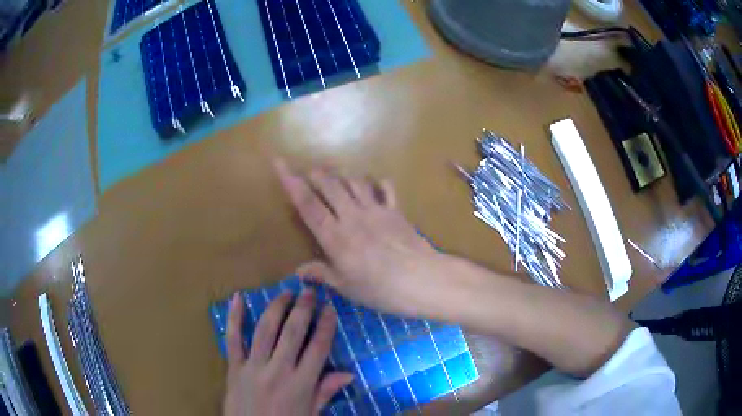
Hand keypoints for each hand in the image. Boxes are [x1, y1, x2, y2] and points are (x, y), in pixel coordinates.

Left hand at [222, 289, 352, 415]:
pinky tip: (237, 298)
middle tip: (309, 291)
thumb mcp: (310, 414)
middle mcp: (278, 371)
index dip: (325, 326)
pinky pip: (233, 340)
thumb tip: (348, 374)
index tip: (329, 309)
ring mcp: (253, 368)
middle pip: (293, 333)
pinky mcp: (234, 368)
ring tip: (285, 292)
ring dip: (276, 308)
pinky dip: (234, 318)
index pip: (318, 348)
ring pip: (265, 330)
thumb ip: (325, 392)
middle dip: (303, 309)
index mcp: (301, 384)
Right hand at [274, 159, 444, 315]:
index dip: (291, 182)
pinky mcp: (396, 211)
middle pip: (330, 185)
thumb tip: (299, 271)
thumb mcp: (347, 287)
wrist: (422, 280)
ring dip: (342, 175)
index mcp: (335, 236)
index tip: (280, 163)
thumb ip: (322, 274)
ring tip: (334, 174)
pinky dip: (378, 183)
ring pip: (354, 182)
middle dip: (316, 174)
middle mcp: (352, 216)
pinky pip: (385, 189)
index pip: (307, 204)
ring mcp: (376, 211)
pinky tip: (375, 183)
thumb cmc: (380, 289)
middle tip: (308, 170)